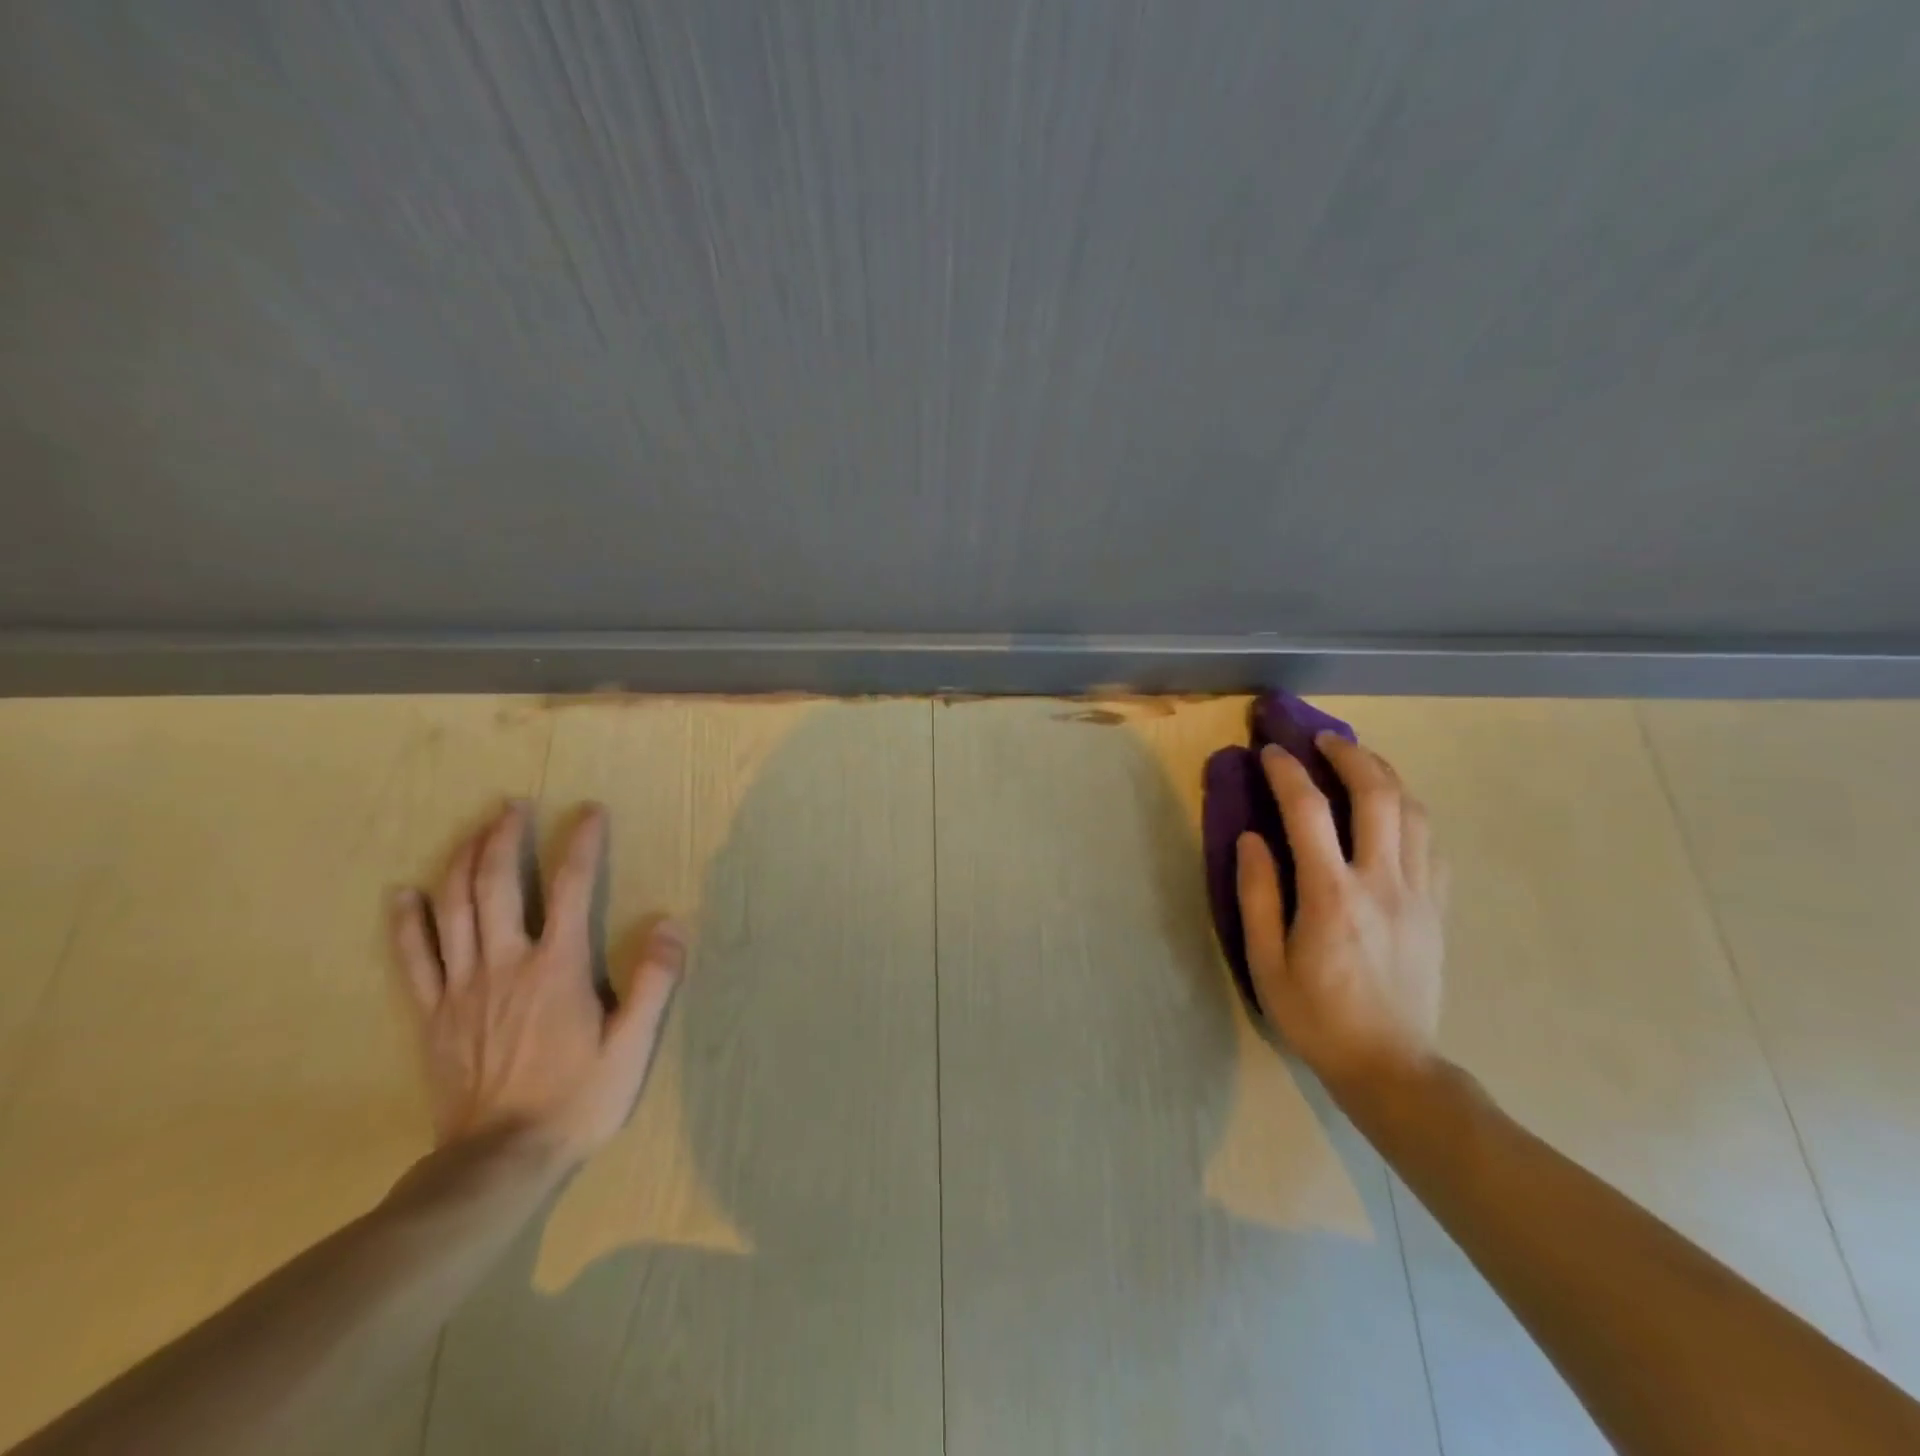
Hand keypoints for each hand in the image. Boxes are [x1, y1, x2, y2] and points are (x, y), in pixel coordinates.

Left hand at [390, 801, 683, 1162]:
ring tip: (474, 830)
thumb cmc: (575, 1100)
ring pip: (453, 908)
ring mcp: (462, 987)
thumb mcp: (632, 1046)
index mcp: (556, 967)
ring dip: (461, 861)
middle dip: (504, 837)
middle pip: (496, 884)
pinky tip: (402, 893)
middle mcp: (505, 964)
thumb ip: (654, 982)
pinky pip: (412, 958)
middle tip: (513, 805)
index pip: (570, 887)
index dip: (581, 843)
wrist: (498, 1164)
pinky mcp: (433, 1014)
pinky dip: (406, 921)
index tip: (589, 811)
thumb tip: (670, 924)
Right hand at [1235, 735, 1445, 1090]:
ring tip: (1360, 761)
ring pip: (1414, 811)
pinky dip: (1411, 812)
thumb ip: (1257, 894)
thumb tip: (1251, 838)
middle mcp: (1381, 882)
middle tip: (1324, 739)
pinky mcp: (1438, 908)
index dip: (1287, 772)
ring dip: (1386, 775)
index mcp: (1331, 895)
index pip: (1308, 812)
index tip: (1270, 752)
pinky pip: (1433, 843)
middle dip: (1350, 755)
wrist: (1392, 1066)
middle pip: (1377, 795)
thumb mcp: (1265, 963)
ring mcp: (1419, 893)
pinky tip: (1393, 811)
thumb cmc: (1316, 1016)